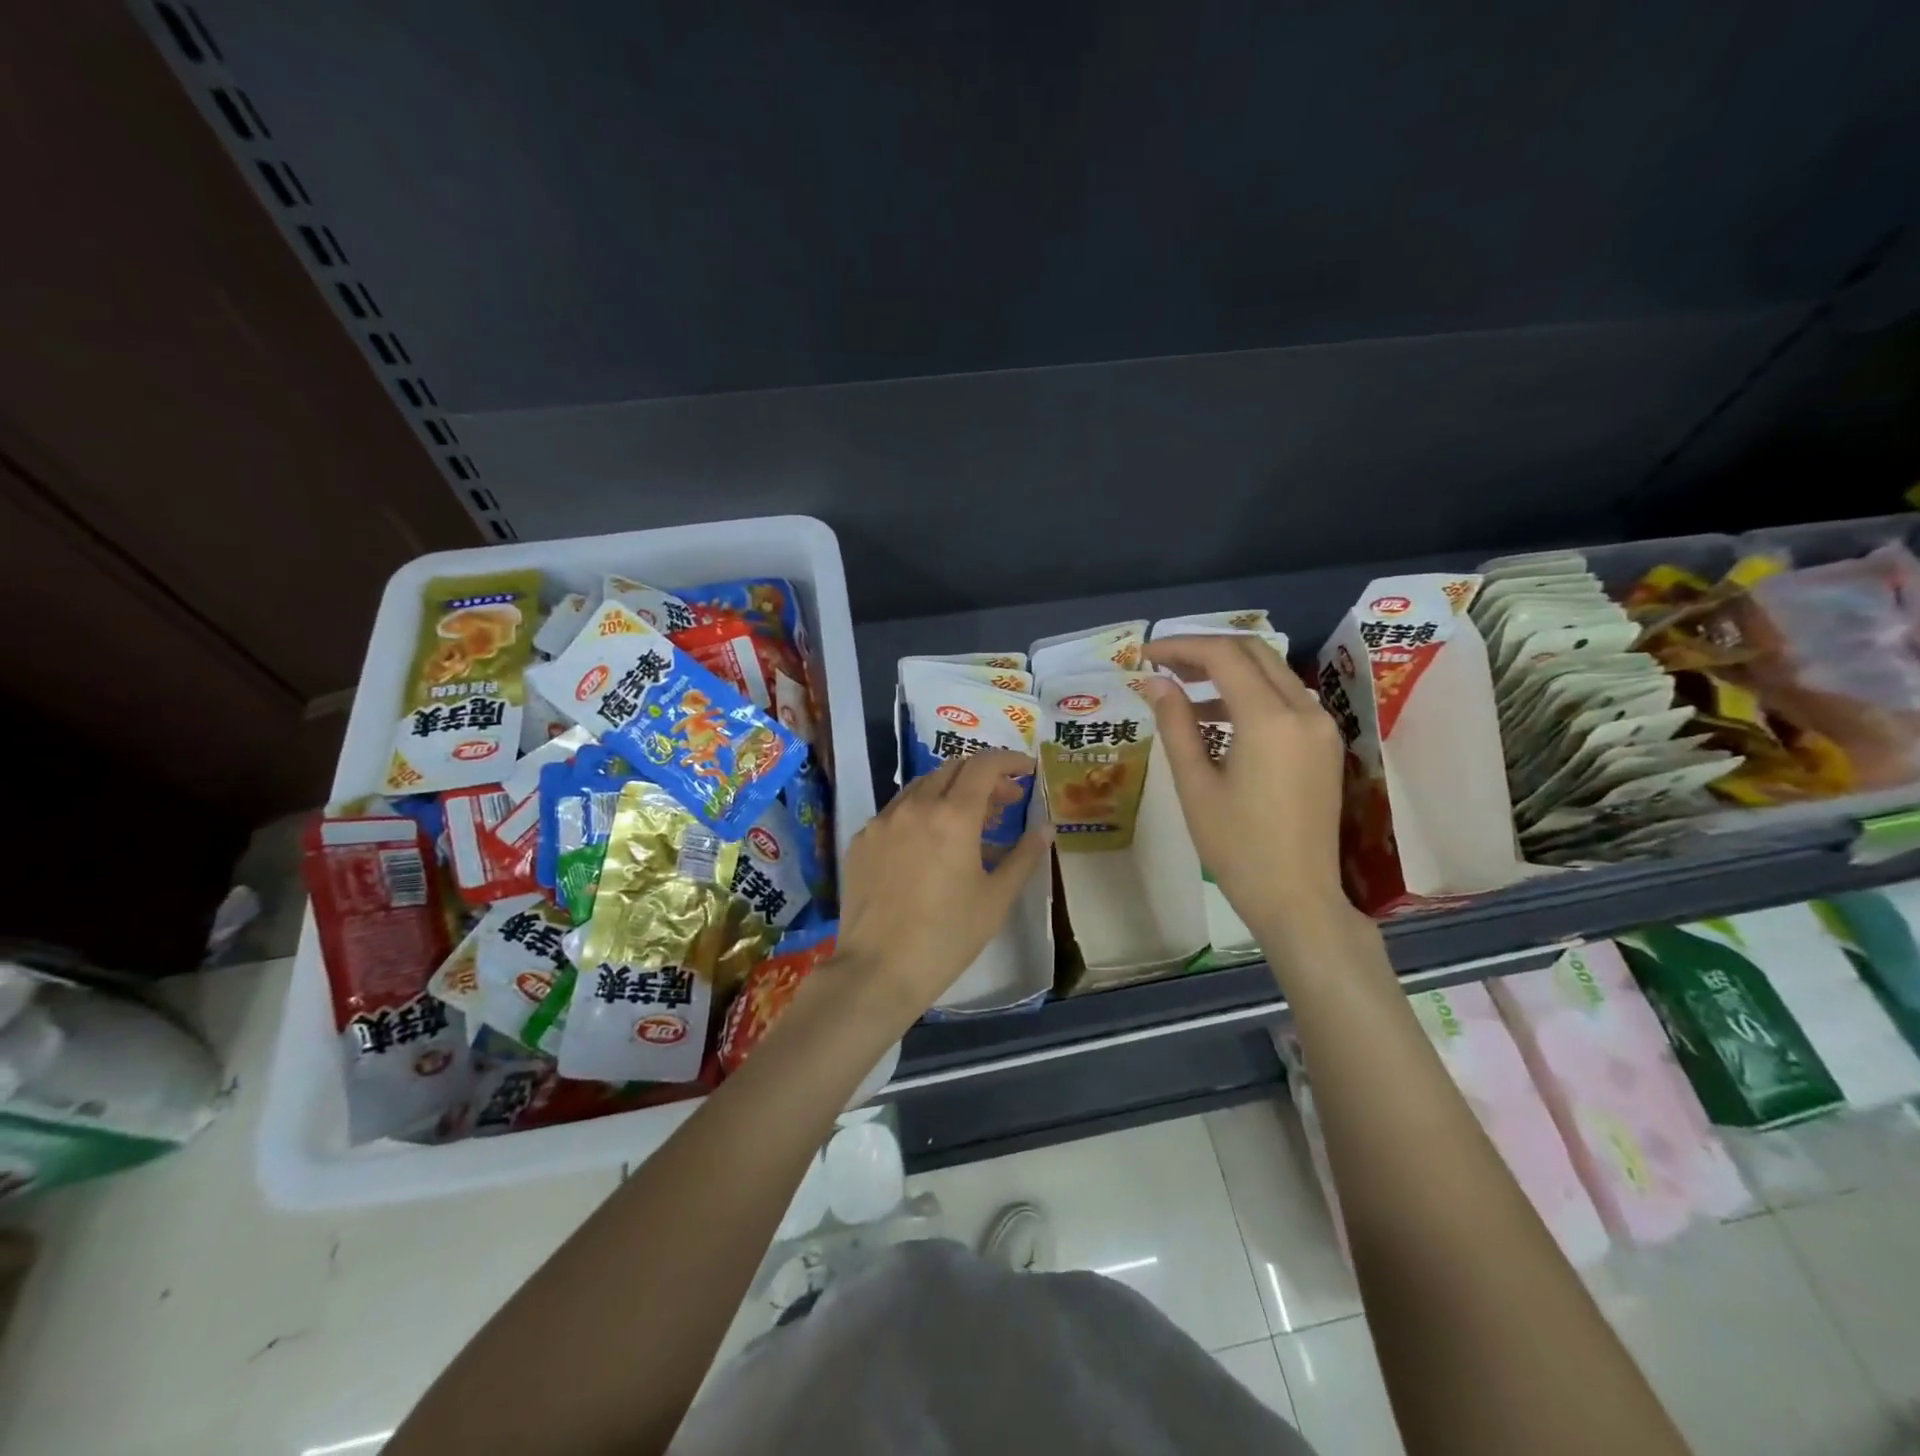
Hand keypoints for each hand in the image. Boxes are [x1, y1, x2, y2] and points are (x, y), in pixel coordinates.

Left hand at [834, 750, 1050, 1029]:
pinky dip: (921, 813)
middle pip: (952, 770)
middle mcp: (914, 806)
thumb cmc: (947, 937)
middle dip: (983, 777)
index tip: (1027, 770)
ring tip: (970, 821)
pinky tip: (929, 843)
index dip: (1009, 761)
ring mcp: (882, 821)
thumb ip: (1023, 857)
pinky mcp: (861, 841)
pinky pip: (896, 812)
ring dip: (951, 792)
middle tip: (1006, 801)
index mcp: (953, 816)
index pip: (984, 765)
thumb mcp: (995, 899)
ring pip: (921, 787)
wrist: (877, 970)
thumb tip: (1045, 829)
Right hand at [1141, 636, 1362, 945]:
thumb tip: (1155, 682)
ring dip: (1228, 671)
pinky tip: (1217, 719)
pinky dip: (1250, 695)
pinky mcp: (1324, 745)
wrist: (1297, 898)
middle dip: (1205, 650)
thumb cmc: (1237, 847)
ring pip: (1273, 673)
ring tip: (1182, 690)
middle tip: (1163, 665)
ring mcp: (1321, 727)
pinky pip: (1286, 699)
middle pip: (1254, 653)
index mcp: (1270, 719)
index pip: (1223, 656)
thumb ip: (1176, 724)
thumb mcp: (1195, 785)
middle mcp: (1304, 711)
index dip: (1181, 647)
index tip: (1145, 655)